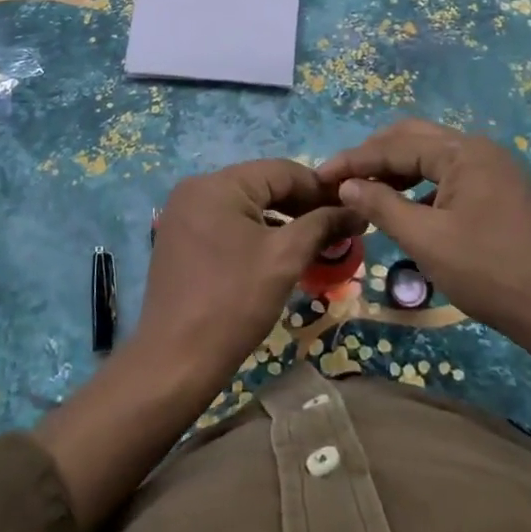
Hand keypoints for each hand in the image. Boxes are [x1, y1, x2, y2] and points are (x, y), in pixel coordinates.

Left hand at [135, 158, 361, 391]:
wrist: (175, 360)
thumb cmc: (234, 301)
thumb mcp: (284, 258)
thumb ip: (321, 225)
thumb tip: (355, 210)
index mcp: (218, 184)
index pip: (281, 170)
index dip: (320, 188)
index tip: (351, 208)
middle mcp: (196, 188)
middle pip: (261, 185)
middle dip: (301, 205)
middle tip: (338, 227)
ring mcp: (183, 214)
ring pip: (245, 205)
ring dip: (280, 220)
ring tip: (315, 241)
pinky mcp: (179, 239)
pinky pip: (226, 223)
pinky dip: (254, 233)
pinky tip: (278, 253)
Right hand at [317, 119, 530, 342]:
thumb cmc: (491, 273)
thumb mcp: (427, 241)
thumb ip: (382, 205)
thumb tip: (347, 184)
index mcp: (462, 152)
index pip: (395, 145)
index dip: (354, 160)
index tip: (319, 177)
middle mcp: (479, 149)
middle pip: (414, 139)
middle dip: (374, 157)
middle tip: (341, 180)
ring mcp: (495, 169)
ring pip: (433, 157)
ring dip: (397, 170)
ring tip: (367, 193)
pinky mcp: (502, 192)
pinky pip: (450, 176)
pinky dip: (422, 186)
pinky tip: (407, 209)